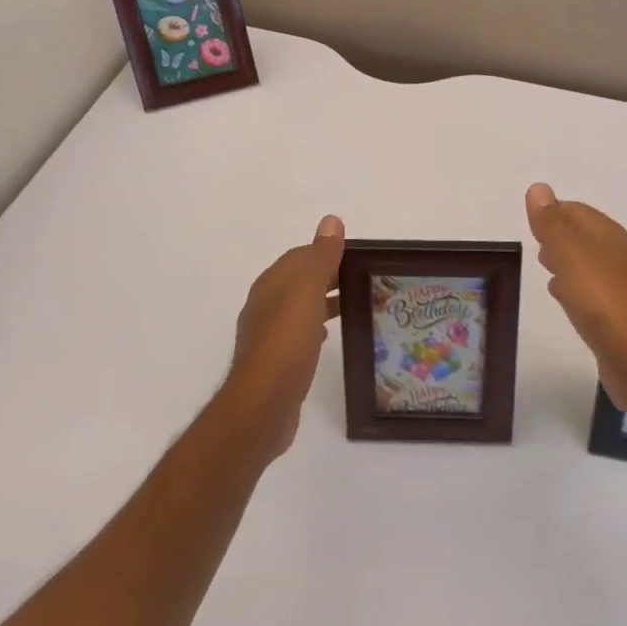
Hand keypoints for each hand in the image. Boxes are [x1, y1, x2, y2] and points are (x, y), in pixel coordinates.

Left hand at [222, 215, 344, 457]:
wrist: (263, 405)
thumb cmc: (287, 341)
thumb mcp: (307, 291)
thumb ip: (320, 256)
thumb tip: (331, 220)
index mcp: (272, 283)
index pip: (301, 256)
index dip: (327, 252)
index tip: (358, 257)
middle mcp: (266, 304)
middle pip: (300, 280)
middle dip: (328, 276)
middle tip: (363, 280)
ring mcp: (268, 335)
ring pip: (300, 307)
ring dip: (323, 301)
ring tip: (354, 304)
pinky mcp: (275, 362)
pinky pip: (298, 334)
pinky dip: (315, 326)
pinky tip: (328, 336)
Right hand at [525, 184, 626, 415]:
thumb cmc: (600, 297)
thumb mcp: (568, 252)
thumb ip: (551, 222)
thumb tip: (538, 188)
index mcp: (607, 234)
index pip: (576, 210)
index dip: (552, 212)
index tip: (530, 222)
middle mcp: (617, 255)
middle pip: (583, 236)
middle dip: (559, 236)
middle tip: (535, 243)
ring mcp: (621, 287)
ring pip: (587, 264)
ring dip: (566, 262)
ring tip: (544, 267)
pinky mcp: (619, 316)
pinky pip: (591, 292)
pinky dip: (574, 288)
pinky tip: (563, 298)